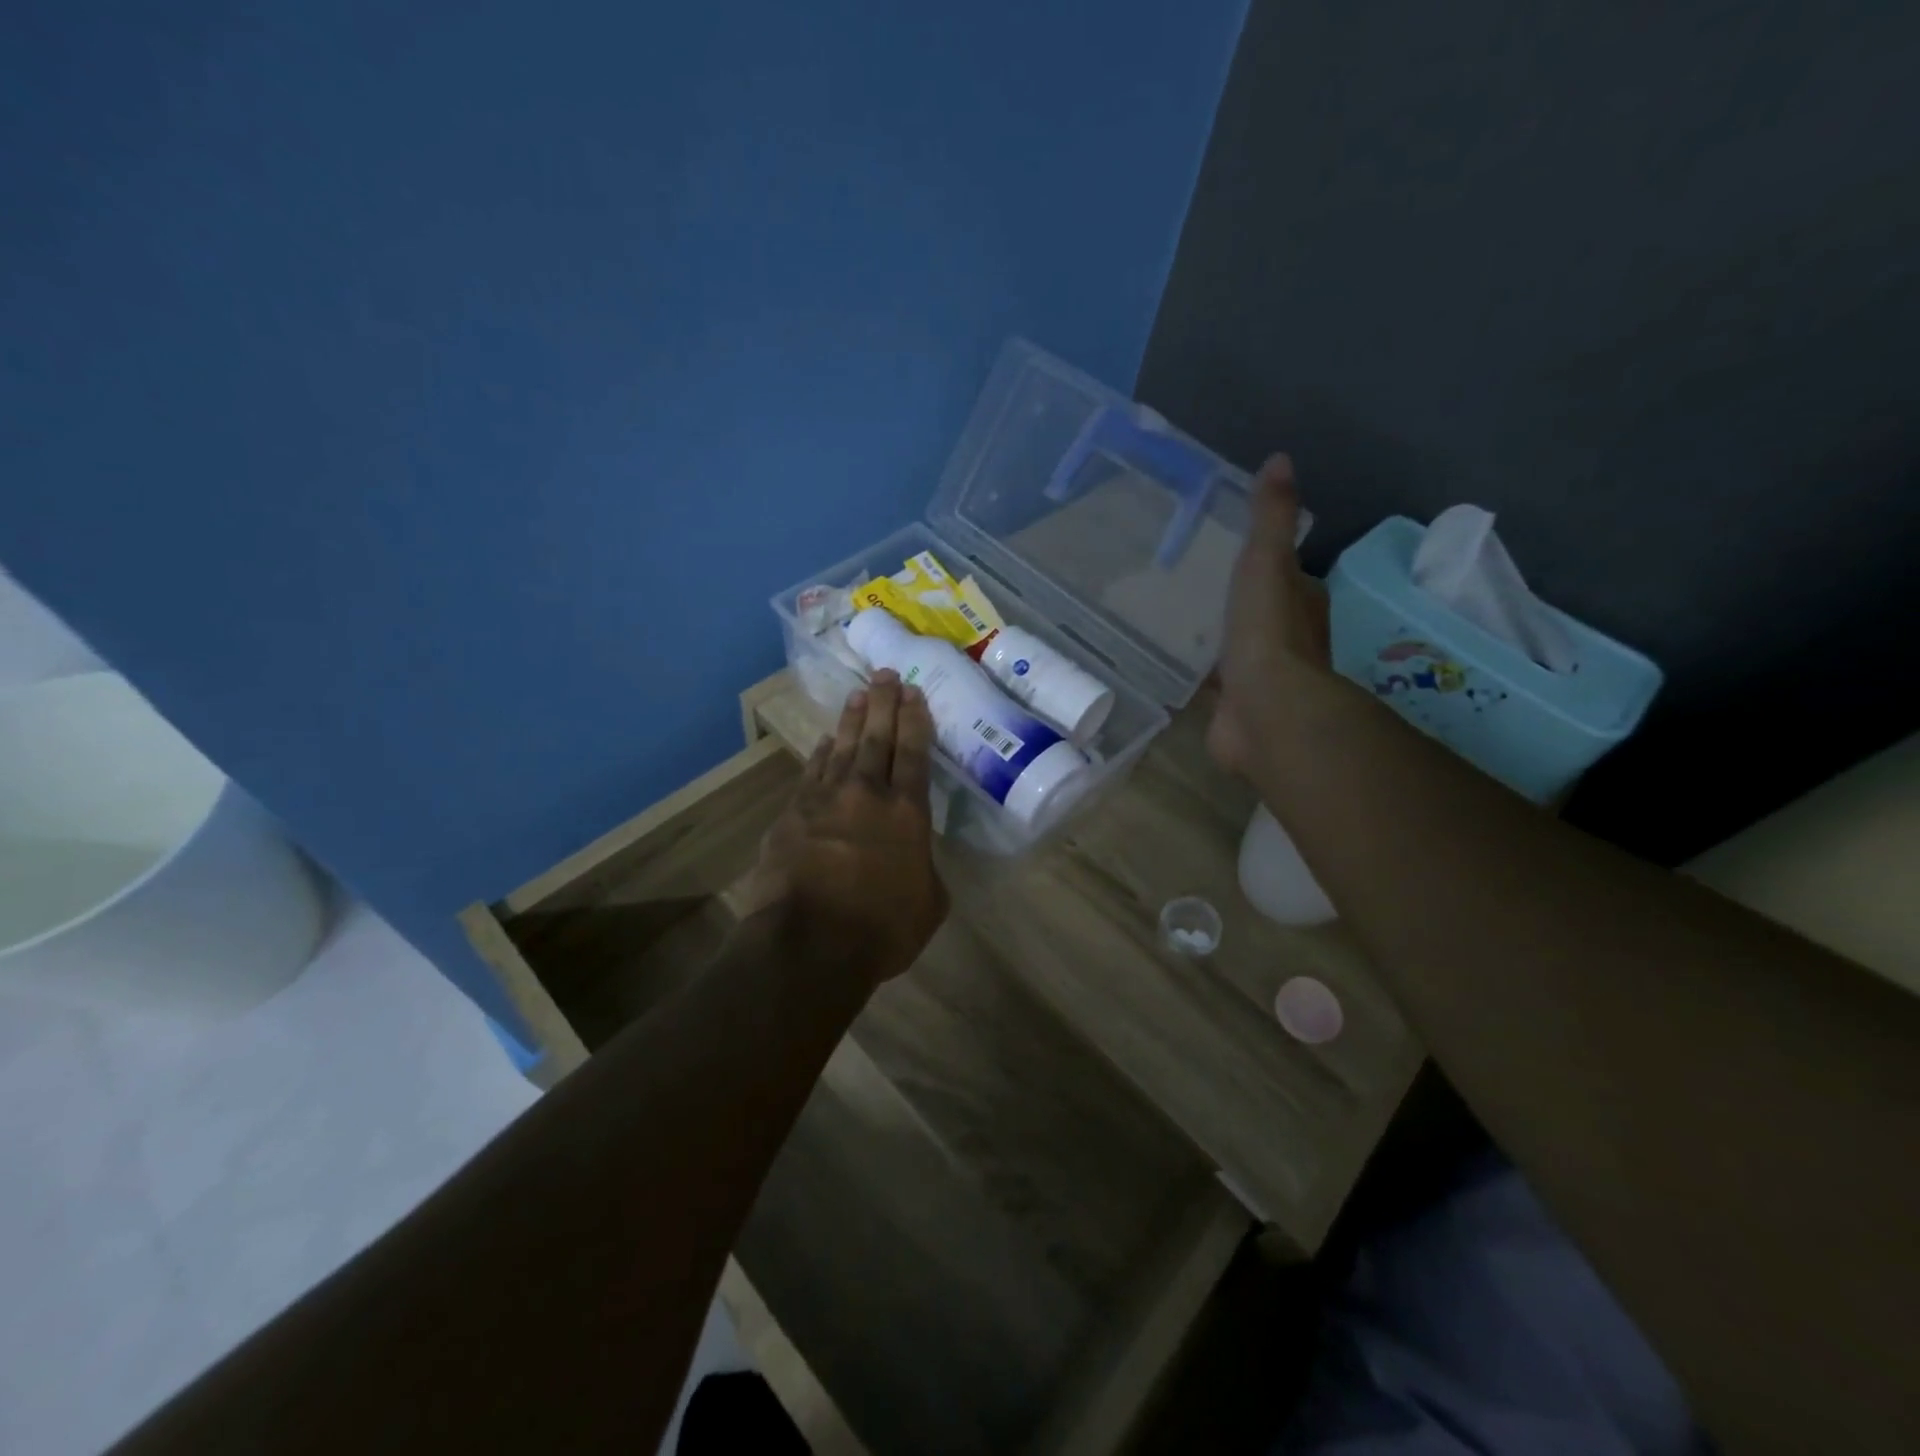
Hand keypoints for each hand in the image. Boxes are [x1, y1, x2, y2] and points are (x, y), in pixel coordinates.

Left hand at [741, 671, 949, 986]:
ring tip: (858, 693)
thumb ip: (924, 870)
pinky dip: (820, 753)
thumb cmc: (881, 929)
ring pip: (842, 747)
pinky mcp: (792, 813)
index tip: (914, 692)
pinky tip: (825, 741)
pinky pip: (812, 772)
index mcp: (908, 813)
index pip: (915, 753)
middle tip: (886, 675)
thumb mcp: (928, 904)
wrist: (809, 942)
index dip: (915, 720)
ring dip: (852, 719)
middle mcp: (868, 794)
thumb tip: (914, 858)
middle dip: (884, 703)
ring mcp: (825, 799)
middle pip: (877, 737)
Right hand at [1208, 454, 1334, 778]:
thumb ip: (1270, 520)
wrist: (1265, 710)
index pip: (1291, 578)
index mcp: (1302, 605)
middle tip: (1196, 585)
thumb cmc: (1268, 633)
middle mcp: (1288, 642)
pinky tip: (1172, 665)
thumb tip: (1280, 460)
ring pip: (1238, 650)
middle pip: (1262, 614)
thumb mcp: (1267, 564)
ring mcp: (1261, 678)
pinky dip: (1200, 676)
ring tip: (1178, 621)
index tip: (1238, 553)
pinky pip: (1214, 685)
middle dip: (1239, 604)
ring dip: (1218, 641)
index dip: (1271, 564)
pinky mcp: (1233, 707)